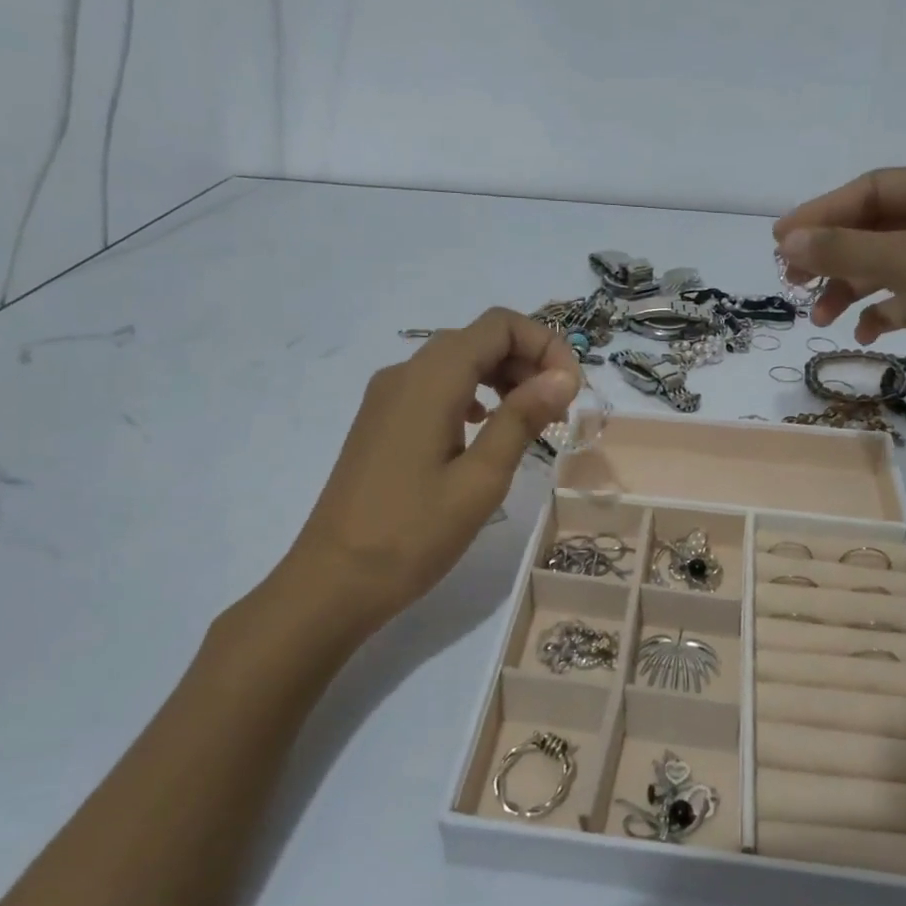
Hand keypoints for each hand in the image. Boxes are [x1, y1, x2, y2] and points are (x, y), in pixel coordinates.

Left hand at [263, 309, 579, 648]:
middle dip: (528, 361)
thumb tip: (563, 376)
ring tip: (532, 422)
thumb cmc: (413, 534)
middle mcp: (405, 373)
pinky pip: (435, 388)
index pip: (499, 325)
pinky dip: (473, 395)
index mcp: (430, 380)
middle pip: (478, 338)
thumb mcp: (480, 479)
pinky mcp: (382, 422)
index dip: (545, 344)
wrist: (334, 580)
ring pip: (456, 362)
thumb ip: (521, 419)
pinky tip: (485, 430)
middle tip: (558, 411)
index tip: (571, 390)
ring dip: (502, 378)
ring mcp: (388, 397)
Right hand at [775, 165, 905, 444]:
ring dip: (853, 287)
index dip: (824, 212)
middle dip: (836, 254)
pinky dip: (884, 312)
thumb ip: (844, 248)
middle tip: (793, 282)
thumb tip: (788, 240)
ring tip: (821, 319)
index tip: (779, 242)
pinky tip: (863, 335)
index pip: (878, 188)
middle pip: (883, 227)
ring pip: (895, 266)